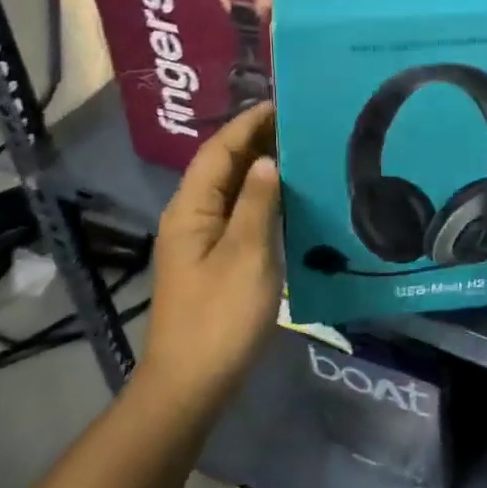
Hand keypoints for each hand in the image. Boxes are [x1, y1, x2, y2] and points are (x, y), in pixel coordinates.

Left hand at [139, 103, 281, 413]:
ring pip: (228, 189)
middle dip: (253, 139)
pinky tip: (285, 198)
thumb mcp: (246, 254)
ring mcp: (198, 239)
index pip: (218, 150)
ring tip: (296, 149)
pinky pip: (235, 212)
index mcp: (191, 208)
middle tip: (296, 121)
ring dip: (257, 166)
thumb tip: (266, 160)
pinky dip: (258, 195)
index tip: (280, 102)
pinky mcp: (211, 260)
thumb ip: (256, 202)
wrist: (190, 385)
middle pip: (220, 165)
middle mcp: (189, 216)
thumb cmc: (220, 316)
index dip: (247, 123)